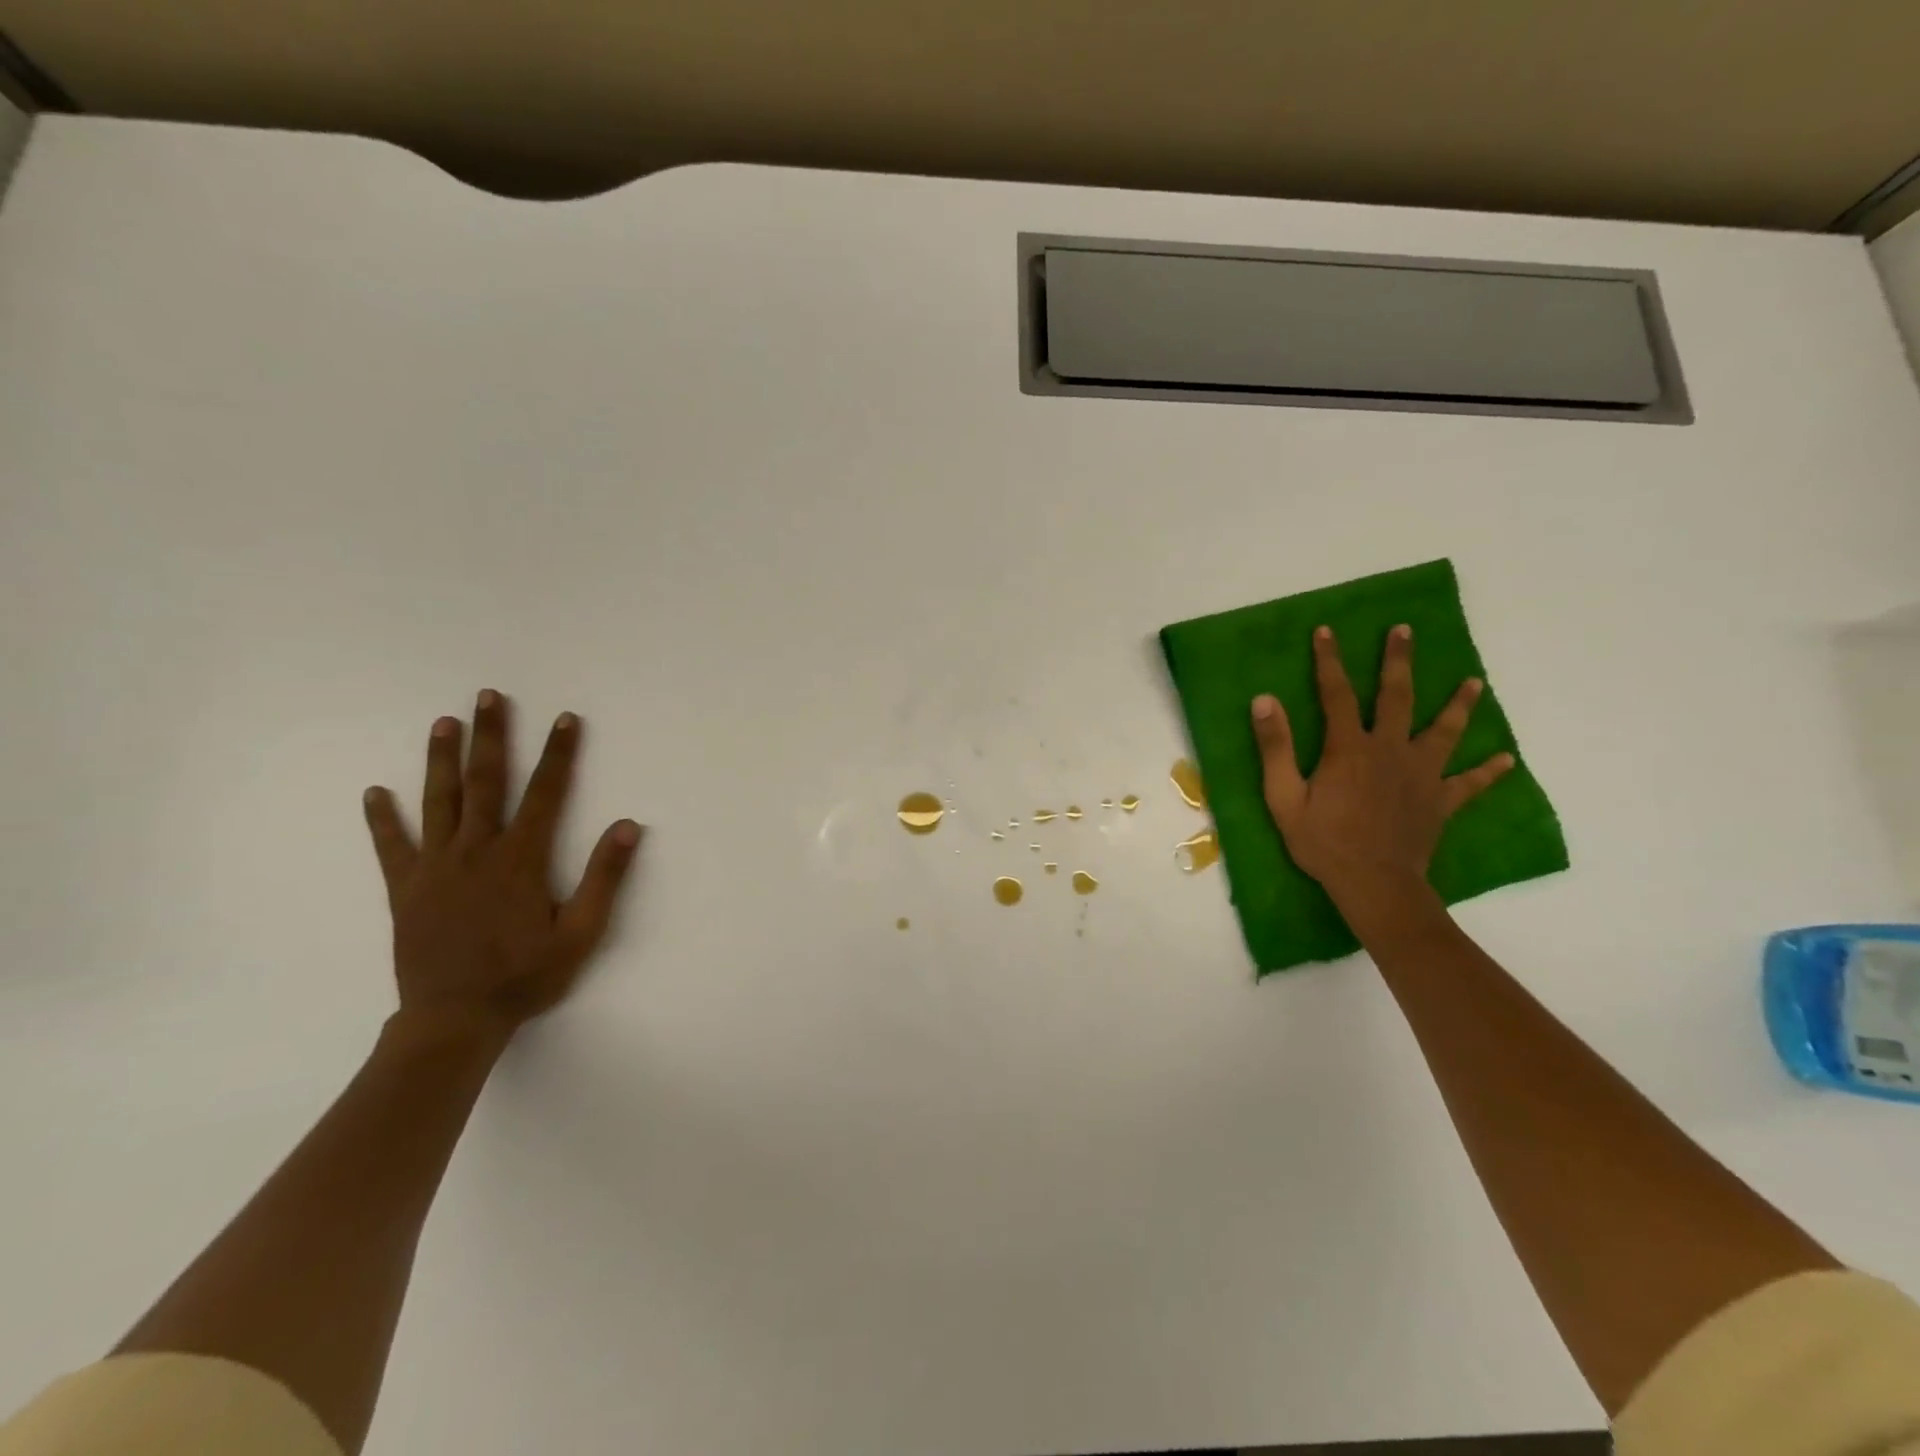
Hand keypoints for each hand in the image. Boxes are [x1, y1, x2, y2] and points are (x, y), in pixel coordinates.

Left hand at [361, 690, 641, 1039]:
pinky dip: (382, 819)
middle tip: (488, 696)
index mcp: (520, 859)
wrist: (454, 1020)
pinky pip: (392, 847)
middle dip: (492, 737)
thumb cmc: (526, 976)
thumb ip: (603, 878)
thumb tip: (627, 826)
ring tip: (443, 723)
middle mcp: (476, 851)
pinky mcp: (406, 889)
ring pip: (439, 802)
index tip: (566, 718)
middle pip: (486, 783)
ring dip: (442, 760)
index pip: (546, 793)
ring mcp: (435, 868)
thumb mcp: (581, 933)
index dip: (559, 754)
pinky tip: (374, 793)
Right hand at [1251, 624, 1511, 907]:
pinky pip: (1470, 783)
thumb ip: (1275, 748)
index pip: (1336, 693)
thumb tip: (1265, 700)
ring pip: (1444, 731)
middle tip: (1405, 631)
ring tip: (1474, 682)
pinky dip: (1489, 771)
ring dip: (1459, 704)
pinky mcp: (1441, 800)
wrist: (1374, 884)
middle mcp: (1390, 750)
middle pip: (1398, 697)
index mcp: (1349, 748)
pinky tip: (1507, 759)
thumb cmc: (1323, 841)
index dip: (1329, 661)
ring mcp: (1422, 774)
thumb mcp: (1284, 797)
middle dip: (1398, 661)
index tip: (1326, 631)